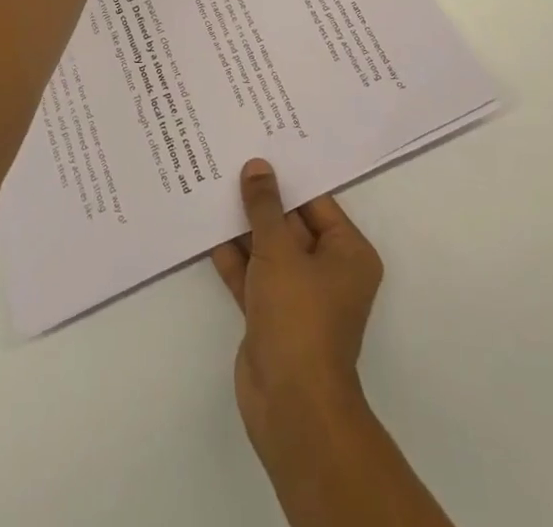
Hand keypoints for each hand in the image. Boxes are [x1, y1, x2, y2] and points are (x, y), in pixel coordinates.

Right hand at [211, 160, 383, 463]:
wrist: (291, 407)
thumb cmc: (299, 318)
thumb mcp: (280, 251)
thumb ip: (265, 207)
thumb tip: (257, 167)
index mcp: (347, 252)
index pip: (316, 201)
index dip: (287, 175)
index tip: (260, 146)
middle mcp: (327, 270)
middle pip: (291, 223)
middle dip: (261, 199)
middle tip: (230, 158)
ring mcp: (297, 295)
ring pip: (268, 248)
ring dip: (242, 225)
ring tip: (211, 183)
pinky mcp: (270, 315)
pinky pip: (251, 274)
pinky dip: (232, 256)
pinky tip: (206, 227)